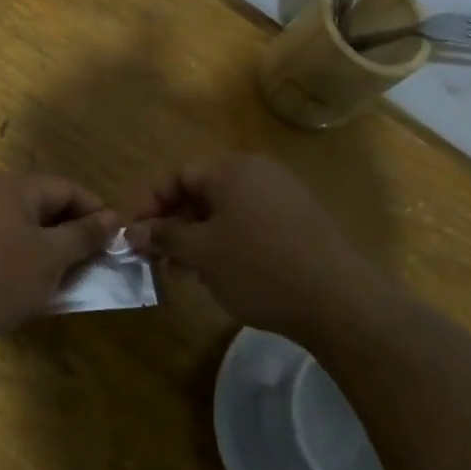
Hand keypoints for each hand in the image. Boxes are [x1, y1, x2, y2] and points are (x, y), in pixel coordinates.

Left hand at [0, 173, 117, 358]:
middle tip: (97, 268)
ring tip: (70, 285)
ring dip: (51, 258)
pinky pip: (5, 253)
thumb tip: (113, 218)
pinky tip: (36, 296)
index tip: (117, 245)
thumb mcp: (50, 256)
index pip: (69, 189)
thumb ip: (84, 236)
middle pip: (47, 210)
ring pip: (27, 235)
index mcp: (16, 186)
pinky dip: (25, 269)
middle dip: (74, 238)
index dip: (97, 214)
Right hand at [126, 154, 381, 338]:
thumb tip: (132, 231)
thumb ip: (164, 236)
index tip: (135, 235)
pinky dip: (228, 241)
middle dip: (175, 224)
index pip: (179, 176)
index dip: (152, 205)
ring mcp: (284, 194)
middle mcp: (259, 172)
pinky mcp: (300, 220)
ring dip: (199, 237)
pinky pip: (251, 222)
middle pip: (203, 192)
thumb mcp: (202, 253)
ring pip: (227, 210)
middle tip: (158, 258)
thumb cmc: (258, 268)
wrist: (337, 300)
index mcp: (232, 169)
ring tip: (185, 272)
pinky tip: (222, 272)